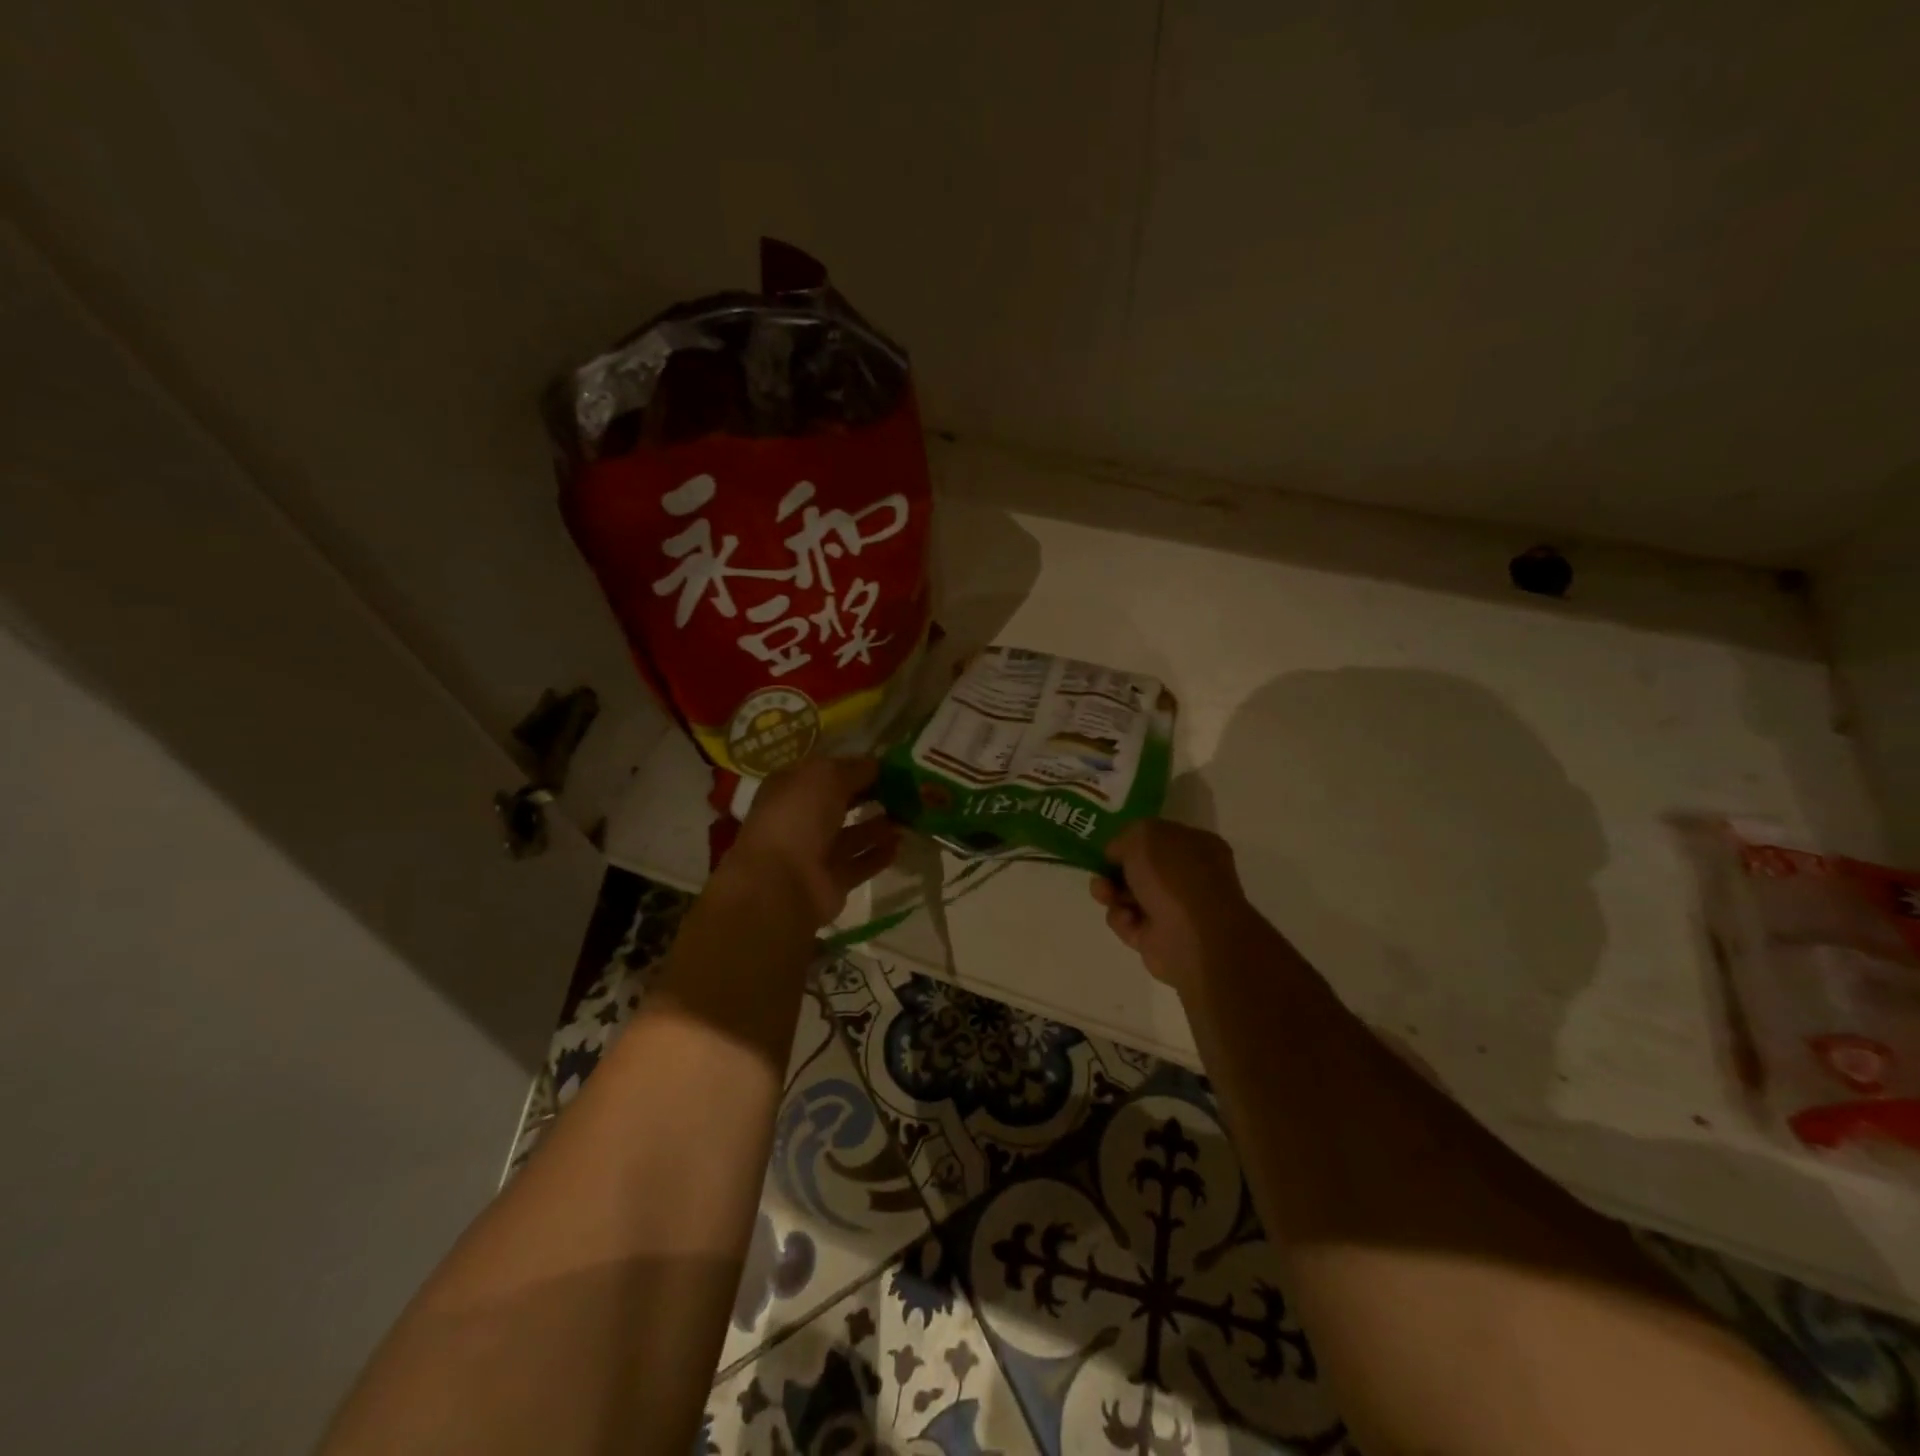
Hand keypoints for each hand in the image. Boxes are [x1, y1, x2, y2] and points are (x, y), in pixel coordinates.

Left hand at [720, 757, 900, 926]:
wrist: (781, 883)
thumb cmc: (797, 817)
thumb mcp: (826, 776)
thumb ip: (855, 769)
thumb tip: (877, 765)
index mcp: (790, 788)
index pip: (827, 772)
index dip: (856, 766)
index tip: (891, 764)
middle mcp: (801, 818)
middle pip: (842, 802)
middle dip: (872, 794)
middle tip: (909, 788)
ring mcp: (816, 852)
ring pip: (854, 834)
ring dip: (880, 824)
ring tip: (911, 814)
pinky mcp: (832, 880)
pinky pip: (861, 863)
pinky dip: (880, 853)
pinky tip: (902, 842)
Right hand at [1091, 820, 1268, 993]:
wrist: (1192, 937)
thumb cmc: (1173, 876)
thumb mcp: (1143, 835)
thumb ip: (1125, 837)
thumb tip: (1117, 854)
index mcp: (1196, 846)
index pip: (1159, 837)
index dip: (1132, 840)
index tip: (1110, 847)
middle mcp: (1189, 877)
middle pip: (1141, 869)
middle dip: (1114, 870)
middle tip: (1100, 873)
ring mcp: (1175, 910)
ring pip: (1130, 896)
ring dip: (1111, 893)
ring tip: (1104, 894)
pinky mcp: (1159, 939)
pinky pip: (1129, 923)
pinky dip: (1122, 920)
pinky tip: (1128, 919)